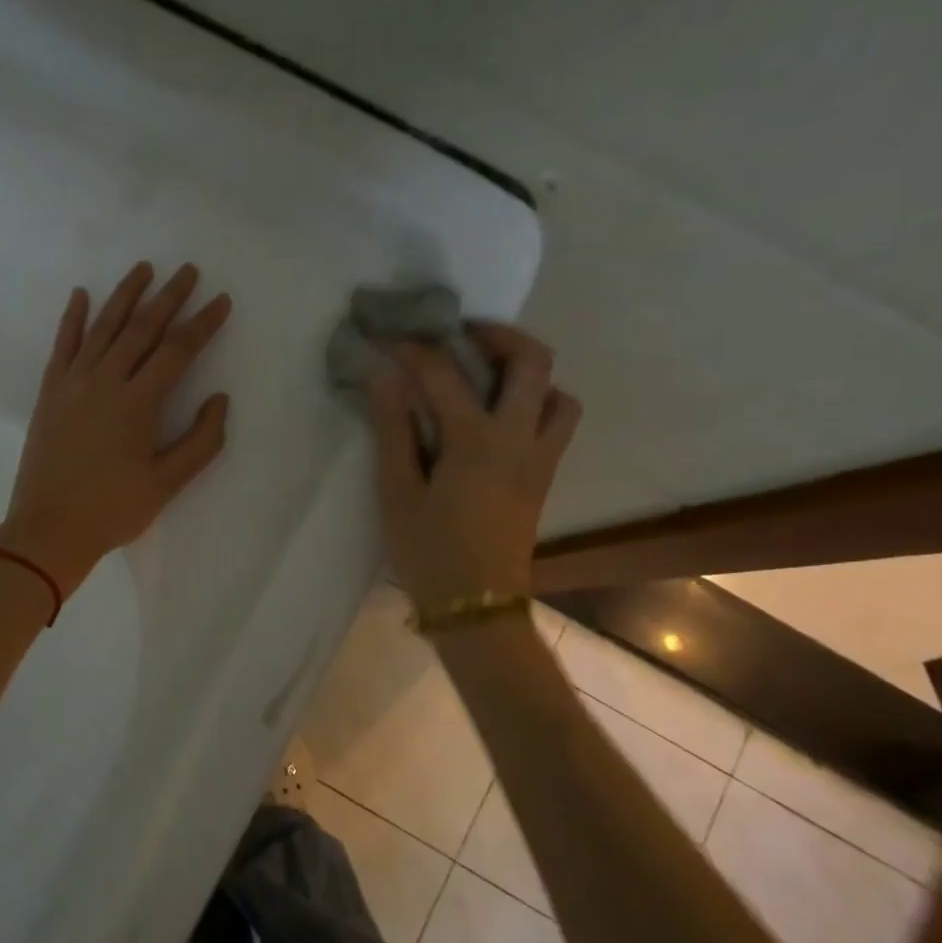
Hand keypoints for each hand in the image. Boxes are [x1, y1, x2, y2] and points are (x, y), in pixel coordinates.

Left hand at [0, 262, 231, 595]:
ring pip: (103, 327)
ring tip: (144, 268)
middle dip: (169, 297)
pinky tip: (81, 295)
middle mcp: (105, 381)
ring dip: (125, 295)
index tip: (221, 301)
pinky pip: (63, 345)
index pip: (177, 350)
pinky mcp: (51, 392)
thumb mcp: (167, 484)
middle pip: (142, 328)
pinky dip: (73, 318)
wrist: (48, 530)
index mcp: (138, 403)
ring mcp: (73, 383)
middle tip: (188, 271)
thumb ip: (201, 440)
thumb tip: (220, 399)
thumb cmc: (113, 510)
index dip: (202, 324)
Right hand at [368, 323, 580, 608]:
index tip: (389, 338)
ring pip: (558, 392)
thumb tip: (383, 376)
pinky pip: (557, 421)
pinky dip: (536, 401)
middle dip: (497, 334)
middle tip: (460, 334)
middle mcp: (519, 438)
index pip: (443, 373)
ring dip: (528, 371)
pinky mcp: (544, 476)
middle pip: (532, 361)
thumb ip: (393, 429)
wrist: (476, 608)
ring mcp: (540, 457)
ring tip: (488, 374)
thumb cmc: (428, 552)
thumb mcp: (397, 492)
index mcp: (475, 441)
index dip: (412, 349)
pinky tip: (498, 415)